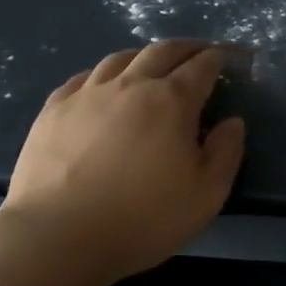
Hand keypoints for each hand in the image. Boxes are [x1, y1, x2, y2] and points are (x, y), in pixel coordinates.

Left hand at [0, 41, 245, 280]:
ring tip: (152, 65)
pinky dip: (103, 75)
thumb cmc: (143, 218)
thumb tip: (232, 122)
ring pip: (120, 58)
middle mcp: (131, 86)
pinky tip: (104, 87)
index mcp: (172, 101)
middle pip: (162, 51)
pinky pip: (83, 78)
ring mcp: (87, 95)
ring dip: (144, 56)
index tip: (226, 57)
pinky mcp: (53, 111)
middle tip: (198, 52)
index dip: (217, 58)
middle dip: (186, 47)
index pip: (201, 66)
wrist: (57, 238)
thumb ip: (226, 152)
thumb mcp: (207, 194)